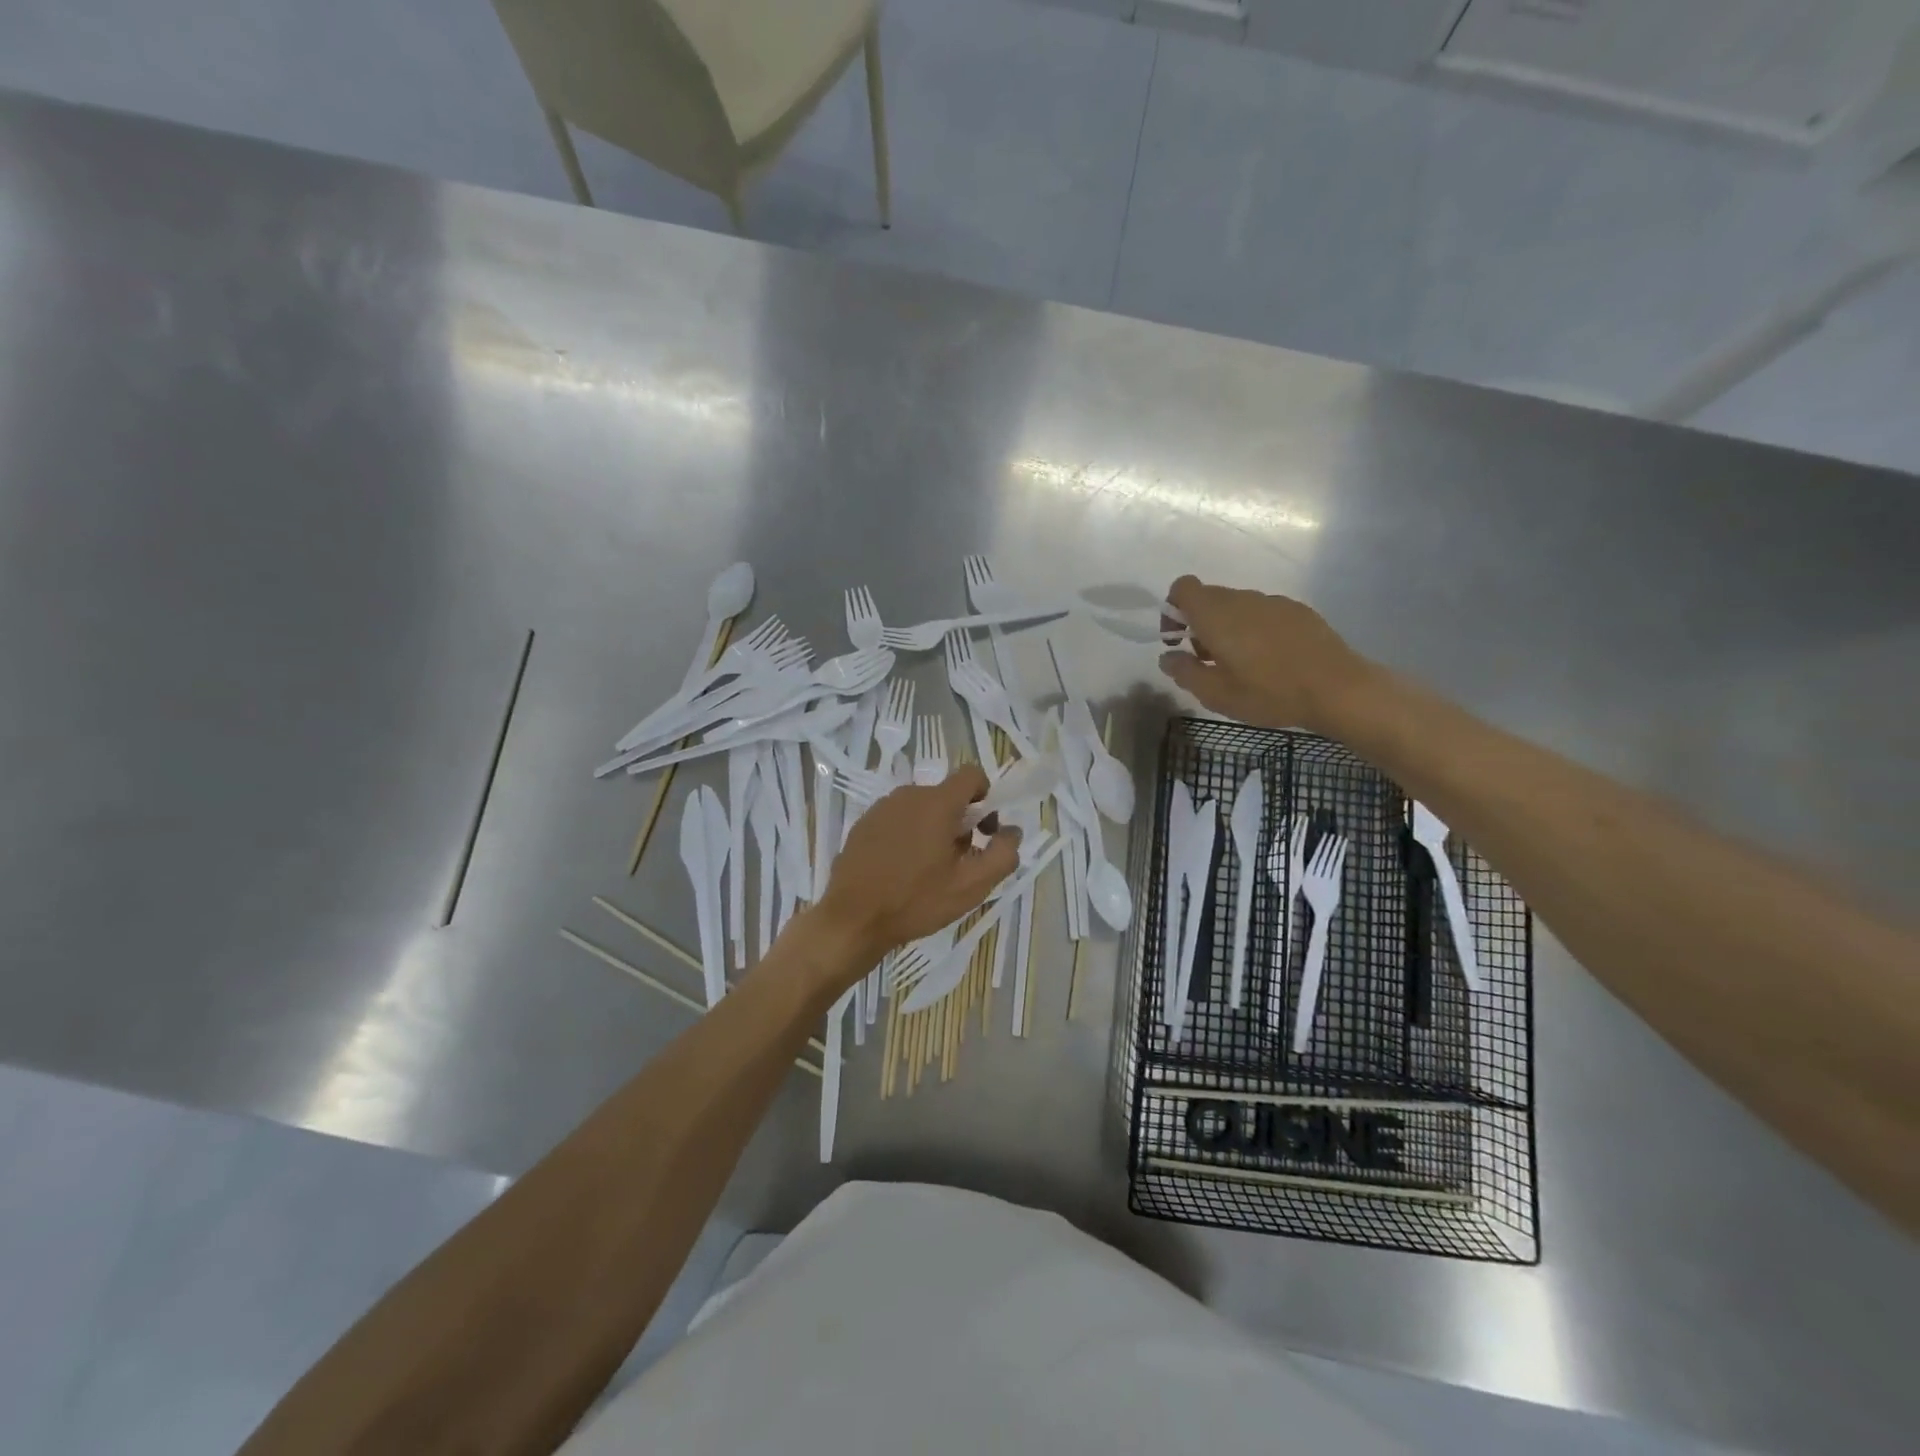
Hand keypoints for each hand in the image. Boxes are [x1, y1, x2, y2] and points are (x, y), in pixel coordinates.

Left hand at [814, 765, 1019, 966]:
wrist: (852, 919)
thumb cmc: (916, 901)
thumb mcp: (971, 885)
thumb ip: (1002, 854)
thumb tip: (1012, 831)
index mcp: (937, 802)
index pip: (971, 775)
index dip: (985, 796)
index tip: (984, 829)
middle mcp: (908, 795)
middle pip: (946, 796)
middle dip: (960, 821)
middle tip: (958, 860)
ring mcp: (881, 808)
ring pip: (920, 808)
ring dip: (933, 829)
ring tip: (929, 870)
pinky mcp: (863, 825)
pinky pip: (897, 820)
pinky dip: (907, 836)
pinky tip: (901, 871)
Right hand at [1157, 575, 1372, 732]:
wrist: (1338, 689)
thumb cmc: (1268, 692)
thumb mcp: (1216, 694)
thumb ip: (1184, 672)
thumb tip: (1167, 657)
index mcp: (1216, 614)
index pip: (1183, 588)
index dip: (1172, 610)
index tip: (1177, 641)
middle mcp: (1243, 598)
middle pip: (1209, 598)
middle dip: (1199, 625)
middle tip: (1207, 662)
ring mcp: (1273, 602)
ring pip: (1237, 606)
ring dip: (1228, 629)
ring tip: (1240, 666)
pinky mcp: (1298, 611)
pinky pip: (1263, 613)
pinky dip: (1255, 630)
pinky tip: (1270, 661)